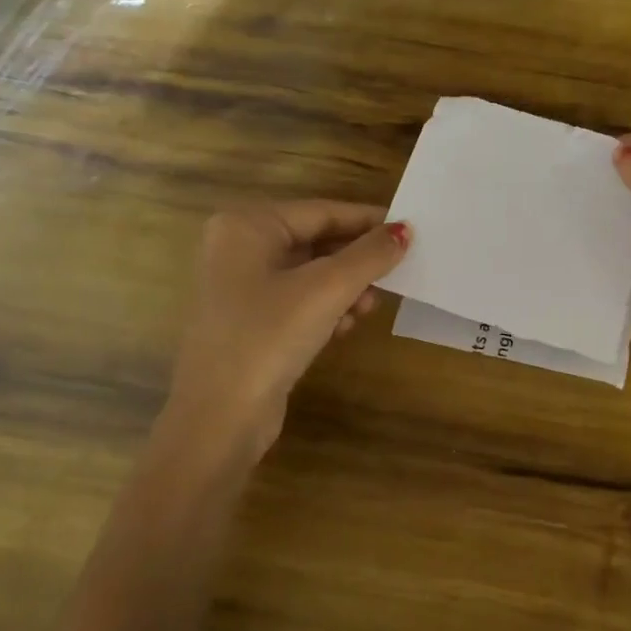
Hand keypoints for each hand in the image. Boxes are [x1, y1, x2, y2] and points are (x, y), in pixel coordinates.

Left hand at [162, 201, 409, 457]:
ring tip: (369, 307)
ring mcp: (240, 287)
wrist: (220, 419)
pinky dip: (326, 309)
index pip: (321, 211)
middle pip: (315, 241)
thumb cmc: (269, 336)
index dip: (368, 221)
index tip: (411, 230)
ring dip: (345, 288)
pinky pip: (298, 301)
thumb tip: (405, 230)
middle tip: (396, 273)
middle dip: (356, 261)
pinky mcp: (249, 321)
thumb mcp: (327, 289)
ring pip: (310, 273)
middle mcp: (238, 248)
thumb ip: (370, 255)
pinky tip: (345, 327)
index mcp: (247, 226)